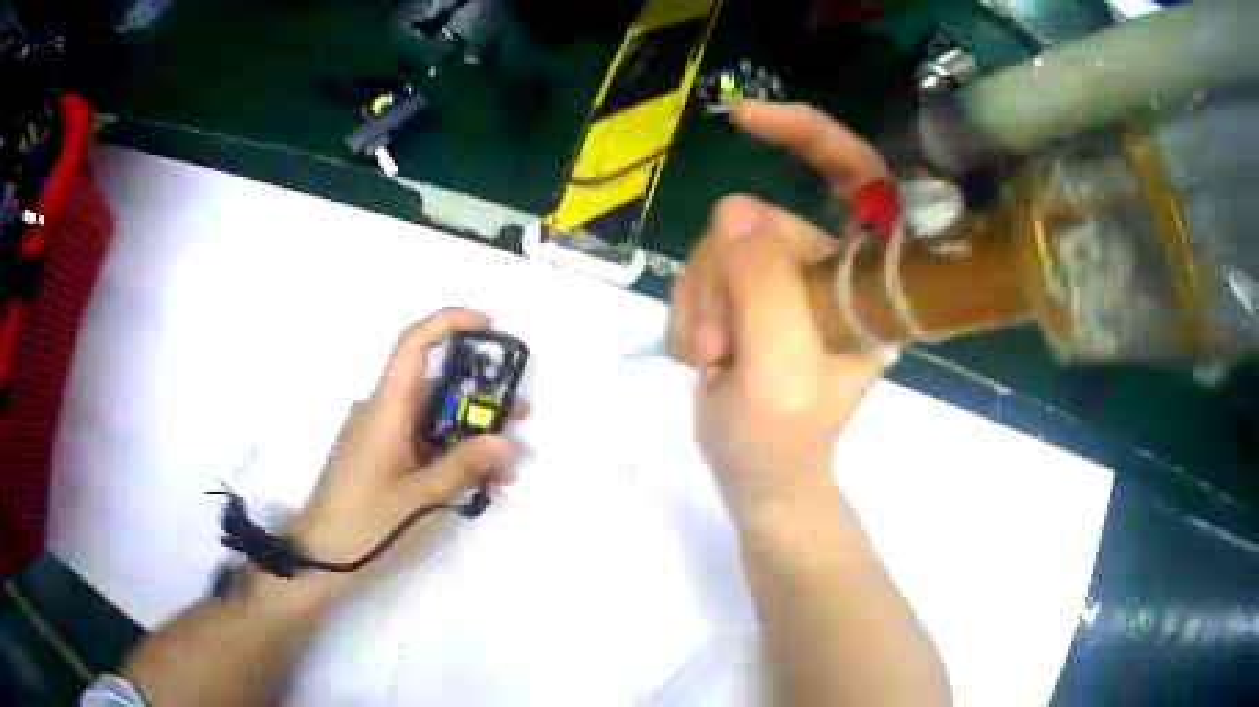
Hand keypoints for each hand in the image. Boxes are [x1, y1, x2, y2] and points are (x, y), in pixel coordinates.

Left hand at [286, 309, 527, 598]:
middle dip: (479, 400)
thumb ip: (463, 466)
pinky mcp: (378, 453)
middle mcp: (381, 410)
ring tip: (499, 473)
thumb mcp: (420, 496)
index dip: (450, 322)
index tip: (490, 326)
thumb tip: (507, 444)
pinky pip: (418, 439)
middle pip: (434, 386)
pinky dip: (447, 453)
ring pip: (430, 418)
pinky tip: (471, 484)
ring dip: (466, 437)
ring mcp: (379, 432)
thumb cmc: (365, 519)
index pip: (414, 344)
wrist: (321, 552)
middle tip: (518, 419)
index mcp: (386, 408)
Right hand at [669, 101, 892, 525]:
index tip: (748, 120)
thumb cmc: (782, 443)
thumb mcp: (776, 372)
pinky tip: (701, 355)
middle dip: (722, 277)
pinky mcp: (753, 293)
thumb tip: (734, 211)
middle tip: (713, 344)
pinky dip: (690, 310)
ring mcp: (791, 281)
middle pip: (762, 221)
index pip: (862, 179)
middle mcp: (835, 271)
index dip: (813, 136)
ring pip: (723, 247)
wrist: (759, 479)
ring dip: (701, 301)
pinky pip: (704, 270)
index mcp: (870, 284)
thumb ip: (762, 287)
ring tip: (707, 359)